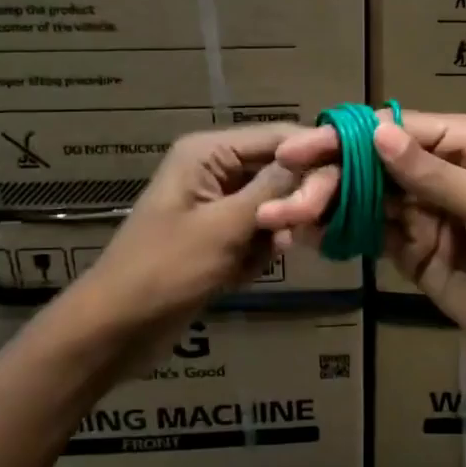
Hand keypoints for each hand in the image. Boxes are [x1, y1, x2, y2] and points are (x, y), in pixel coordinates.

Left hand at [48, 125, 298, 376]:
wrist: (115, 329)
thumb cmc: (165, 271)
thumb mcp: (225, 227)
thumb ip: (274, 190)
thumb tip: (319, 159)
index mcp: (209, 153)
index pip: (279, 137)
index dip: (315, 156)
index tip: (349, 183)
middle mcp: (215, 169)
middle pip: (279, 171)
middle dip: (291, 203)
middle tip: (293, 234)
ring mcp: (217, 205)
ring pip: (273, 206)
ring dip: (273, 233)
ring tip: (258, 257)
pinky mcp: (218, 236)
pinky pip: (258, 233)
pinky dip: (257, 253)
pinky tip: (241, 273)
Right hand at [260, 109, 465, 367]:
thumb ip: (434, 176)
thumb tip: (378, 135)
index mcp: (463, 145)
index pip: (396, 130)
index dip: (348, 137)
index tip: (302, 150)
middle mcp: (436, 171)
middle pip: (370, 162)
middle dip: (328, 177)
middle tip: (286, 200)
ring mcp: (421, 212)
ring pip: (362, 197)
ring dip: (322, 205)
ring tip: (280, 218)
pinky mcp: (410, 251)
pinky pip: (367, 234)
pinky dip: (336, 233)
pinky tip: (303, 235)